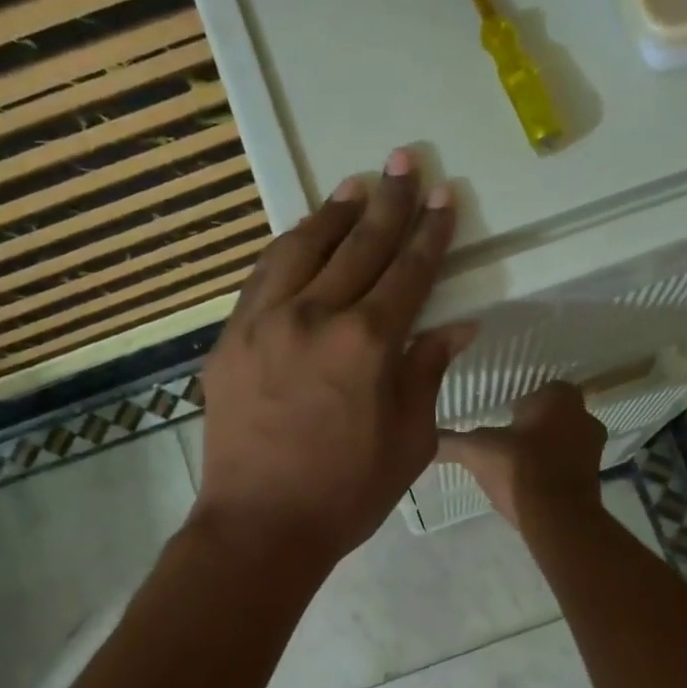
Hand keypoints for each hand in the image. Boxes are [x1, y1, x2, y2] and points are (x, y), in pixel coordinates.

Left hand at [194, 148, 474, 568]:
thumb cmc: (345, 493)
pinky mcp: (230, 338)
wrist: (259, 526)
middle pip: (358, 246)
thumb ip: (427, 374)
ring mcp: (264, 323)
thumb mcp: (408, 441)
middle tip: (405, 161)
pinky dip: (286, 249)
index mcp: (366, 344)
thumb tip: (456, 326)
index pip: (407, 272)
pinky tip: (299, 236)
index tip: (443, 196)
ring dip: (332, 214)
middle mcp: (314, 317)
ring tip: (355, 186)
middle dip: (387, 202)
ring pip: (302, 248)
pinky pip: (261, 277)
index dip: (429, 232)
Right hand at [437, 382, 605, 529]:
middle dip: (533, 424)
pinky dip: (552, 468)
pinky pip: (569, 463)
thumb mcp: (477, 451)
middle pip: (553, 414)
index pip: (540, 388)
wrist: (557, 517)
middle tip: (506, 438)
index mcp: (559, 398)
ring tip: (516, 462)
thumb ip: (451, 442)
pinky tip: (530, 482)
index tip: (501, 417)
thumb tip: (427, 436)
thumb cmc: (520, 469)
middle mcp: (583, 415)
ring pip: (563, 438)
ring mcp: (593, 447)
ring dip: (544, 446)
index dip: (519, 402)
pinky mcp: (594, 476)